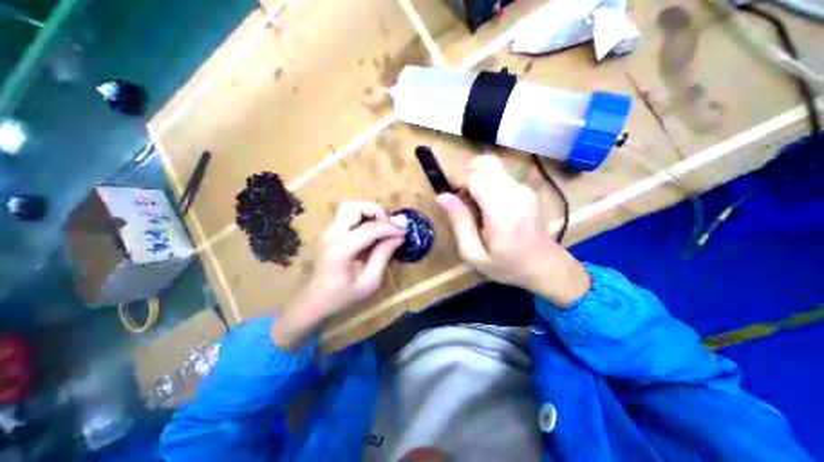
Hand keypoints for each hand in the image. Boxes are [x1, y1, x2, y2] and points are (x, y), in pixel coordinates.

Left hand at [270, 200, 401, 347]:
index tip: (403, 233)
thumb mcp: (369, 282)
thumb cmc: (342, 296)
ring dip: (368, 211)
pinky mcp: (330, 233)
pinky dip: (362, 216)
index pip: (369, 228)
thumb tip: (398, 237)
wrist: (313, 301)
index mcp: (341, 250)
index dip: (390, 228)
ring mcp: (328, 232)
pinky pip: (347, 215)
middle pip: (355, 207)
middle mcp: (332, 235)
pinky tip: (371, 230)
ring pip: (349, 207)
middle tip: (389, 226)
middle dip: (377, 211)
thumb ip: (383, 256)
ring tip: (382, 226)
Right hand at [433, 155, 589, 306]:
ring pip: (491, 166)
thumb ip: (459, 222)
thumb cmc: (506, 265)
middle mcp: (515, 192)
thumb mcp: (473, 253)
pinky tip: (485, 205)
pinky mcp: (525, 188)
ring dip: (474, 178)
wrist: (544, 266)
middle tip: (459, 198)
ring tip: (471, 203)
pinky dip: (485, 183)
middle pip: (484, 164)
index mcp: (502, 211)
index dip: (457, 179)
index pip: (475, 177)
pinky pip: (499, 175)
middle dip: (465, 175)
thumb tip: (442, 196)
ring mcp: (523, 188)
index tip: (449, 194)